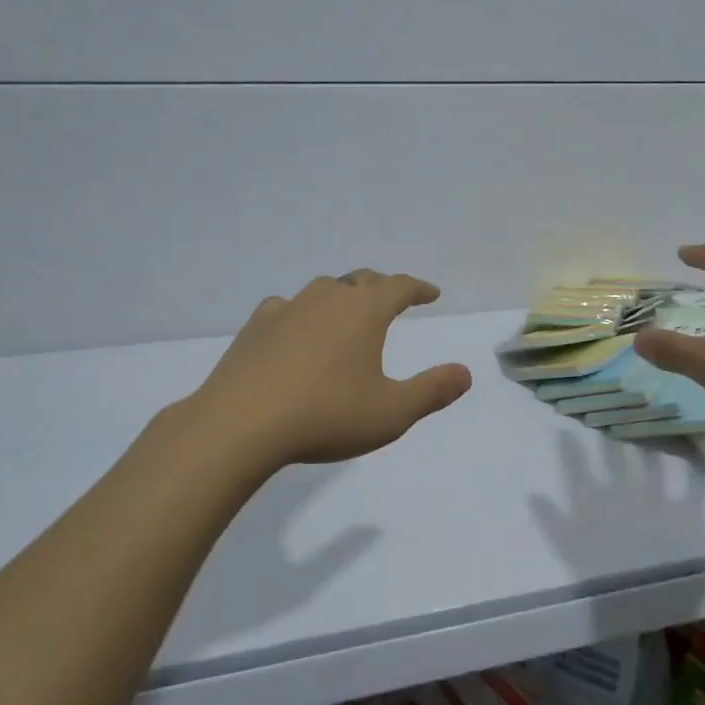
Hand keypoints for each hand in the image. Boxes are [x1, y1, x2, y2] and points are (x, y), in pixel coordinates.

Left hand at [189, 269, 472, 469]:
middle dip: (381, 287)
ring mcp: (287, 308)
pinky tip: (296, 331)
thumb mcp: (391, 412)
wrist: (239, 424)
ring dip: (342, 296)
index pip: (399, 286)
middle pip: (361, 280)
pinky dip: (301, 314)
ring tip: (347, 313)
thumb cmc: (325, 416)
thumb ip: (432, 391)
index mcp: (363, 311)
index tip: (431, 293)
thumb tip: (465, 373)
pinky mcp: (256, 326)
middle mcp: (327, 298)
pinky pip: (287, 307)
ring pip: (323, 290)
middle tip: (392, 299)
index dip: (418, 288)